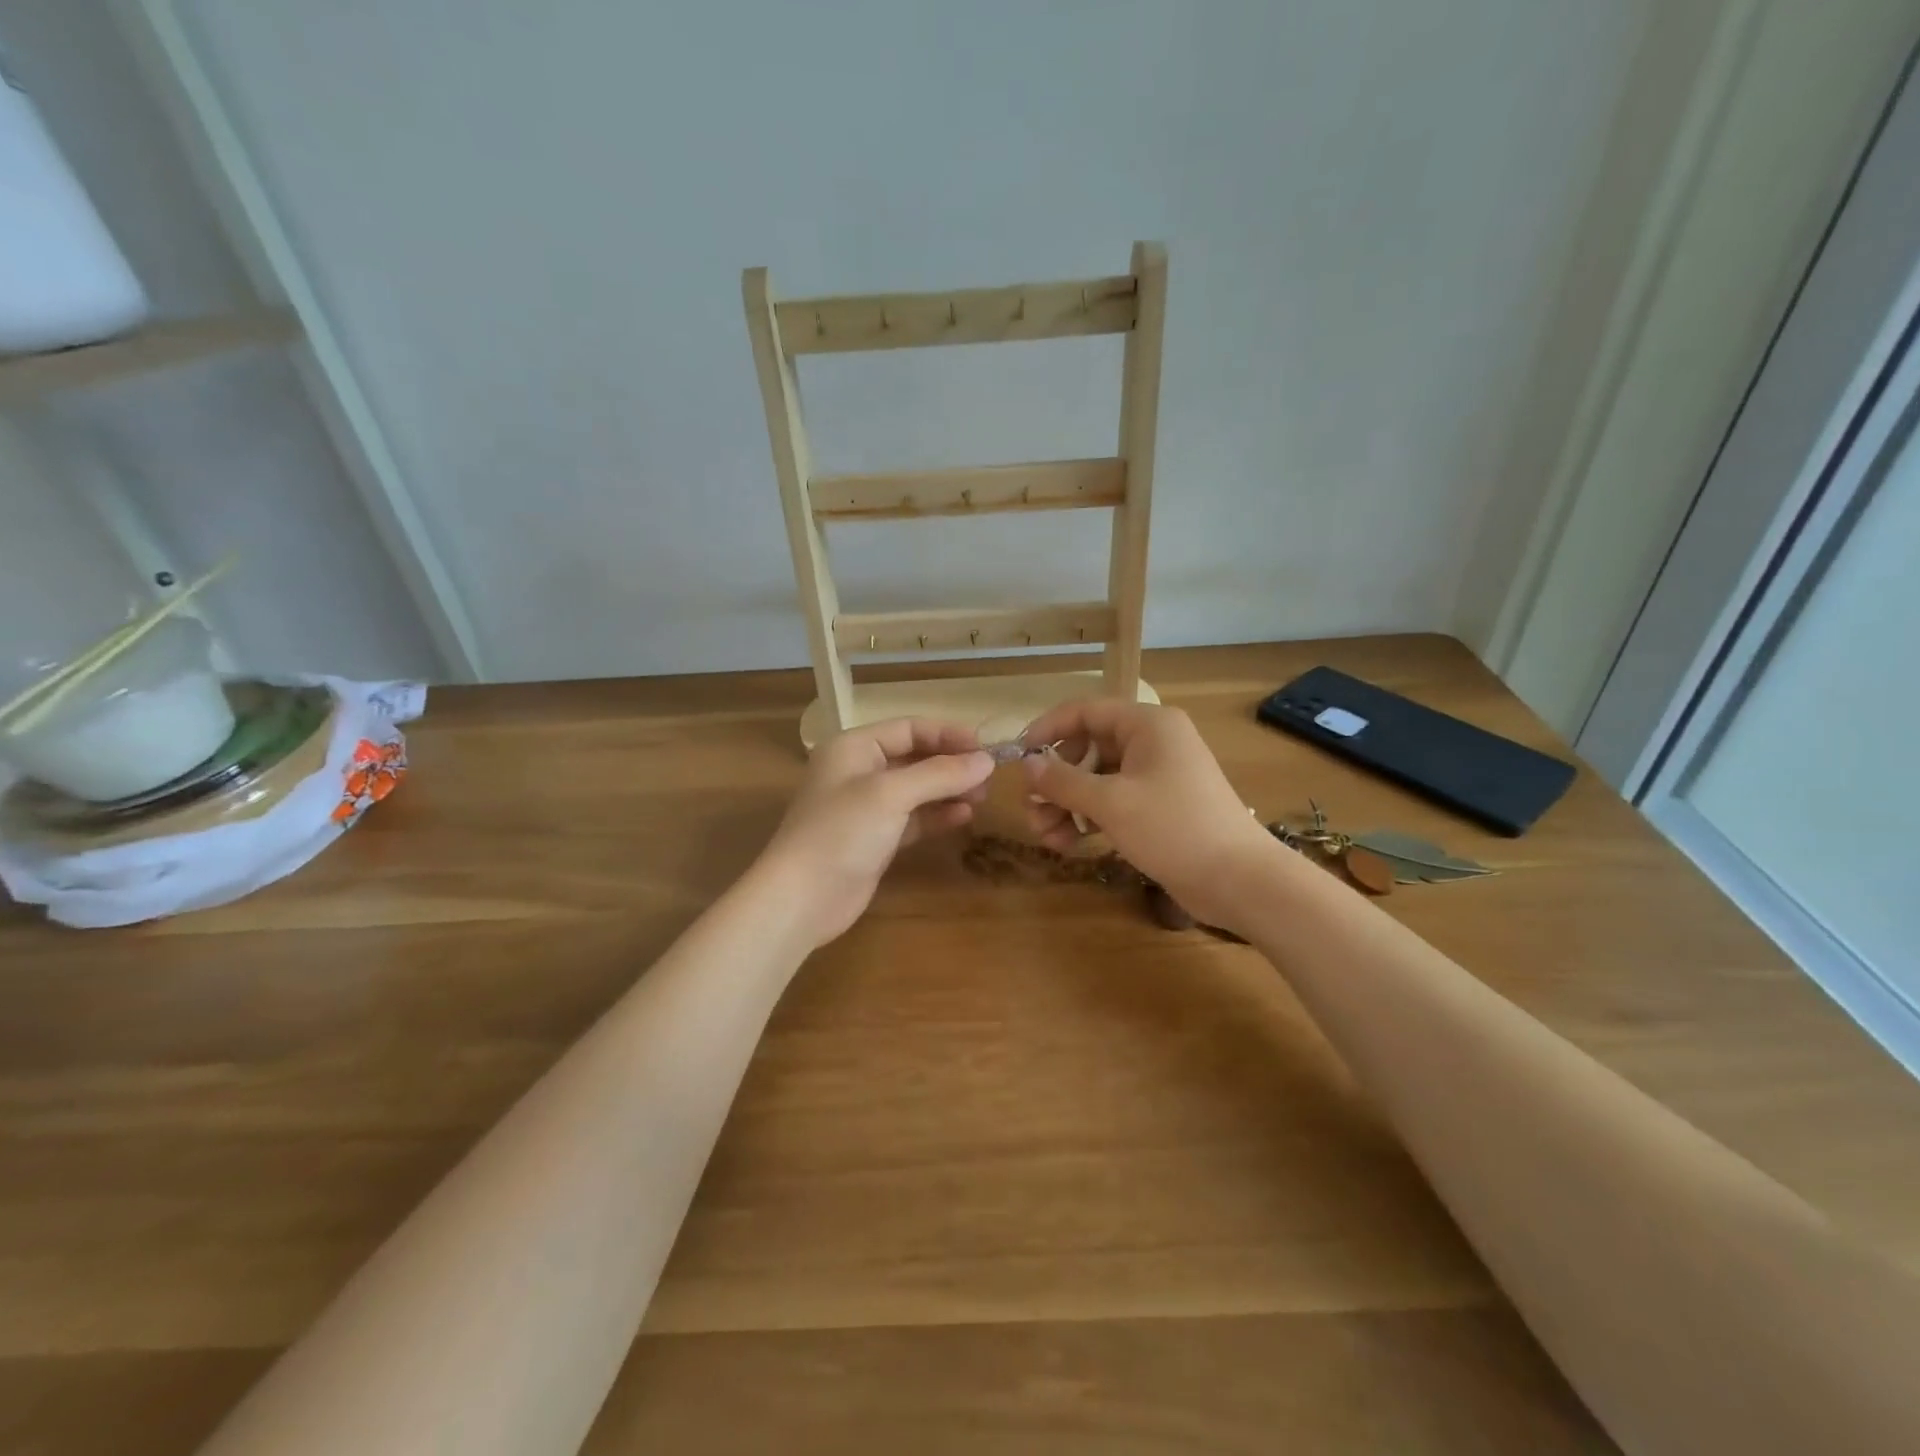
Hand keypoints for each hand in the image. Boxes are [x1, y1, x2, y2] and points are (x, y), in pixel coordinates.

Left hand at [754, 718, 993, 947]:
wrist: (802, 898)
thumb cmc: (841, 832)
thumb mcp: (891, 794)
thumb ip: (940, 774)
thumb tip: (987, 761)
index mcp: (853, 747)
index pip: (909, 728)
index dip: (948, 735)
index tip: (985, 749)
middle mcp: (858, 771)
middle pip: (914, 757)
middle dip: (951, 765)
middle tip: (988, 778)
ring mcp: (866, 808)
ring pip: (916, 789)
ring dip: (948, 790)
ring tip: (982, 797)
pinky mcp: (874, 839)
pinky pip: (912, 818)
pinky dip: (936, 815)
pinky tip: (963, 817)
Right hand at [1020, 699, 1286, 931]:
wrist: (1239, 880)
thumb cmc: (1174, 828)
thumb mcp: (1111, 803)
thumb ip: (1063, 781)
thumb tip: (1027, 765)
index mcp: (1146, 724)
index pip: (1084, 711)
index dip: (1047, 730)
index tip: (1018, 757)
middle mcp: (1151, 742)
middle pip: (1087, 748)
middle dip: (1055, 780)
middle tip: (1032, 810)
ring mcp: (1156, 775)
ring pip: (1096, 779)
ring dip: (1067, 805)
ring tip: (1047, 837)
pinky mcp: (1157, 806)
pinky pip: (1112, 801)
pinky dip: (1089, 819)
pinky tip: (1070, 845)